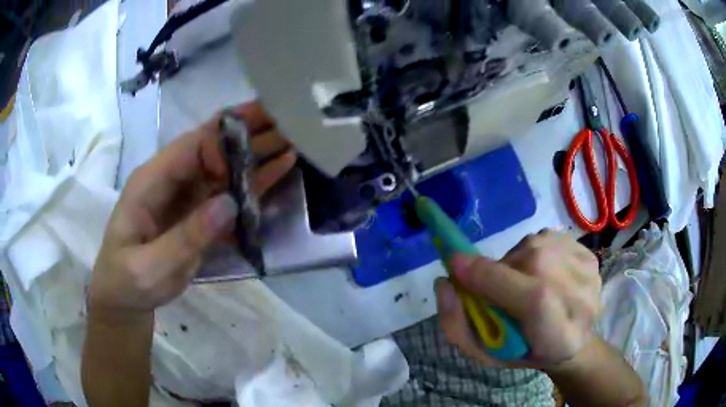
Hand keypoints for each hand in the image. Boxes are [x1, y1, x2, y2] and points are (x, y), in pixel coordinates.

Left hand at [89, 102, 295, 317]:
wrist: (126, 297)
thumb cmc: (128, 281)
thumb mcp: (149, 267)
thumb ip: (185, 237)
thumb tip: (229, 204)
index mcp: (151, 181)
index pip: (190, 147)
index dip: (223, 146)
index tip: (251, 159)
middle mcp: (172, 179)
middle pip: (213, 145)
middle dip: (248, 131)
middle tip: (288, 117)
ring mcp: (189, 194)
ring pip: (227, 164)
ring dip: (258, 150)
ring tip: (293, 136)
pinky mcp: (201, 211)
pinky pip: (232, 190)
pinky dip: (255, 180)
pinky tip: (280, 167)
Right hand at [435, 230, 600, 369]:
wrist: (575, 340)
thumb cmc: (527, 352)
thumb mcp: (486, 354)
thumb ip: (459, 326)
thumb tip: (445, 282)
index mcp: (559, 337)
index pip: (533, 300)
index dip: (493, 279)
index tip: (455, 265)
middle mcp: (581, 299)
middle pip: (530, 265)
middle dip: (499, 272)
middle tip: (498, 291)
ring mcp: (587, 271)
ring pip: (533, 247)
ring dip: (516, 263)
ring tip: (524, 285)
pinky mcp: (588, 252)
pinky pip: (544, 239)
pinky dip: (533, 254)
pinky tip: (543, 275)